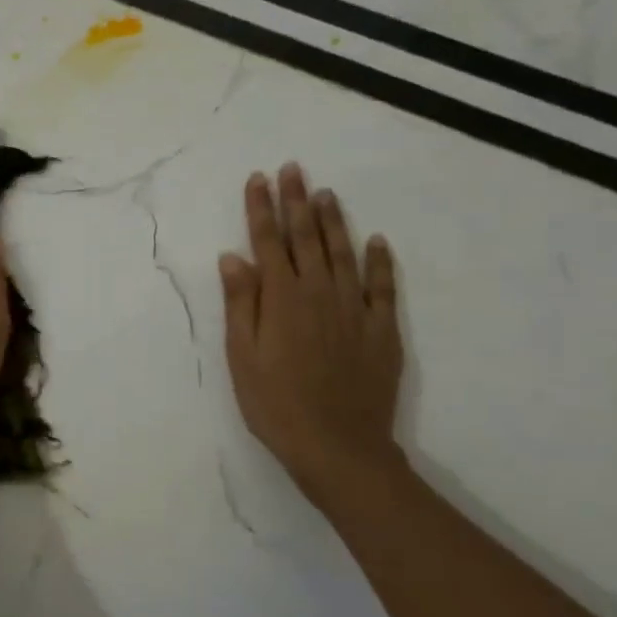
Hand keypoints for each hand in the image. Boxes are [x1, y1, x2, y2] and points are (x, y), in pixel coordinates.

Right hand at [220, 163, 403, 503]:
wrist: (338, 448)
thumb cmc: (276, 405)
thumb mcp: (242, 357)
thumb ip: (241, 303)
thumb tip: (233, 257)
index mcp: (281, 299)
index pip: (268, 242)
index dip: (262, 209)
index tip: (258, 178)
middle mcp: (319, 293)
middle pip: (306, 238)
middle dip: (296, 201)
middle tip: (293, 169)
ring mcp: (355, 310)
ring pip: (343, 253)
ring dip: (333, 221)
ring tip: (326, 192)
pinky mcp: (382, 330)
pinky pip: (383, 287)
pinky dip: (380, 261)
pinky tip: (377, 241)